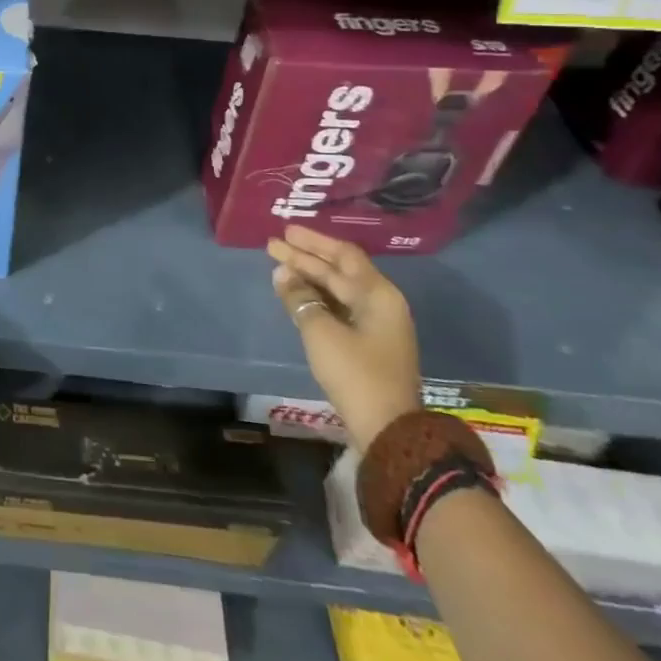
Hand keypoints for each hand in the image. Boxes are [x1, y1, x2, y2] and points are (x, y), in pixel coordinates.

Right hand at [268, 224, 421, 452]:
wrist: (387, 429)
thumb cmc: (355, 372)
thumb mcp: (321, 332)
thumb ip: (300, 298)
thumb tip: (283, 274)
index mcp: (377, 294)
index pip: (343, 255)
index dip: (313, 242)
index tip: (285, 232)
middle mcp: (380, 303)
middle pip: (339, 271)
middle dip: (306, 258)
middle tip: (273, 245)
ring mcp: (376, 325)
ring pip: (338, 290)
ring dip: (309, 278)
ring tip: (278, 268)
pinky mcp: (368, 344)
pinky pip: (339, 308)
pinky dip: (317, 299)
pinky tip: (295, 295)